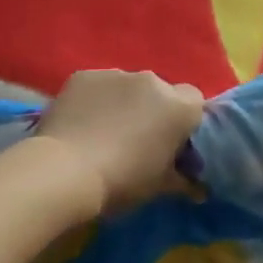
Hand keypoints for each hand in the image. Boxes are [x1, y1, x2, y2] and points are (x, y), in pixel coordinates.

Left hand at [32, 69, 205, 214]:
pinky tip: (80, 123)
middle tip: (136, 140)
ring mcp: (115, 74)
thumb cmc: (122, 182)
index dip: (184, 120)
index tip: (171, 142)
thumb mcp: (159, 187)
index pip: (194, 101)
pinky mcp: (83, 75)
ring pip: (127, 87)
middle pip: (160, 92)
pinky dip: (94, 100)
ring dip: (123, 103)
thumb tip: (198, 189)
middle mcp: (151, 81)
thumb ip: (183, 180)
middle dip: (152, 110)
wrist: (64, 172)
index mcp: (178, 107)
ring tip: (103, 132)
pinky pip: (97, 86)